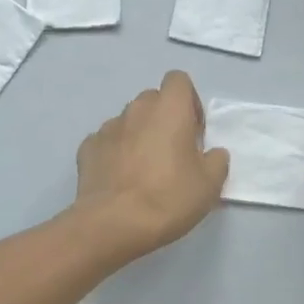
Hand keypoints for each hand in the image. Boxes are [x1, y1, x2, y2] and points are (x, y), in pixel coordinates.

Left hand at [72, 71, 229, 262]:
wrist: (113, 223)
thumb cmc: (168, 198)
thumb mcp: (209, 185)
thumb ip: (216, 161)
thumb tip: (213, 153)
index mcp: (169, 109)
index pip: (178, 80)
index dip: (189, 101)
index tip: (193, 131)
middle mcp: (137, 109)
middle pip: (153, 100)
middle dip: (163, 118)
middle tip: (172, 152)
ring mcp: (108, 127)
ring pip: (129, 120)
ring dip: (138, 135)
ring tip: (144, 169)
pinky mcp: (88, 147)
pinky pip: (107, 141)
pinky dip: (115, 152)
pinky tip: (120, 179)